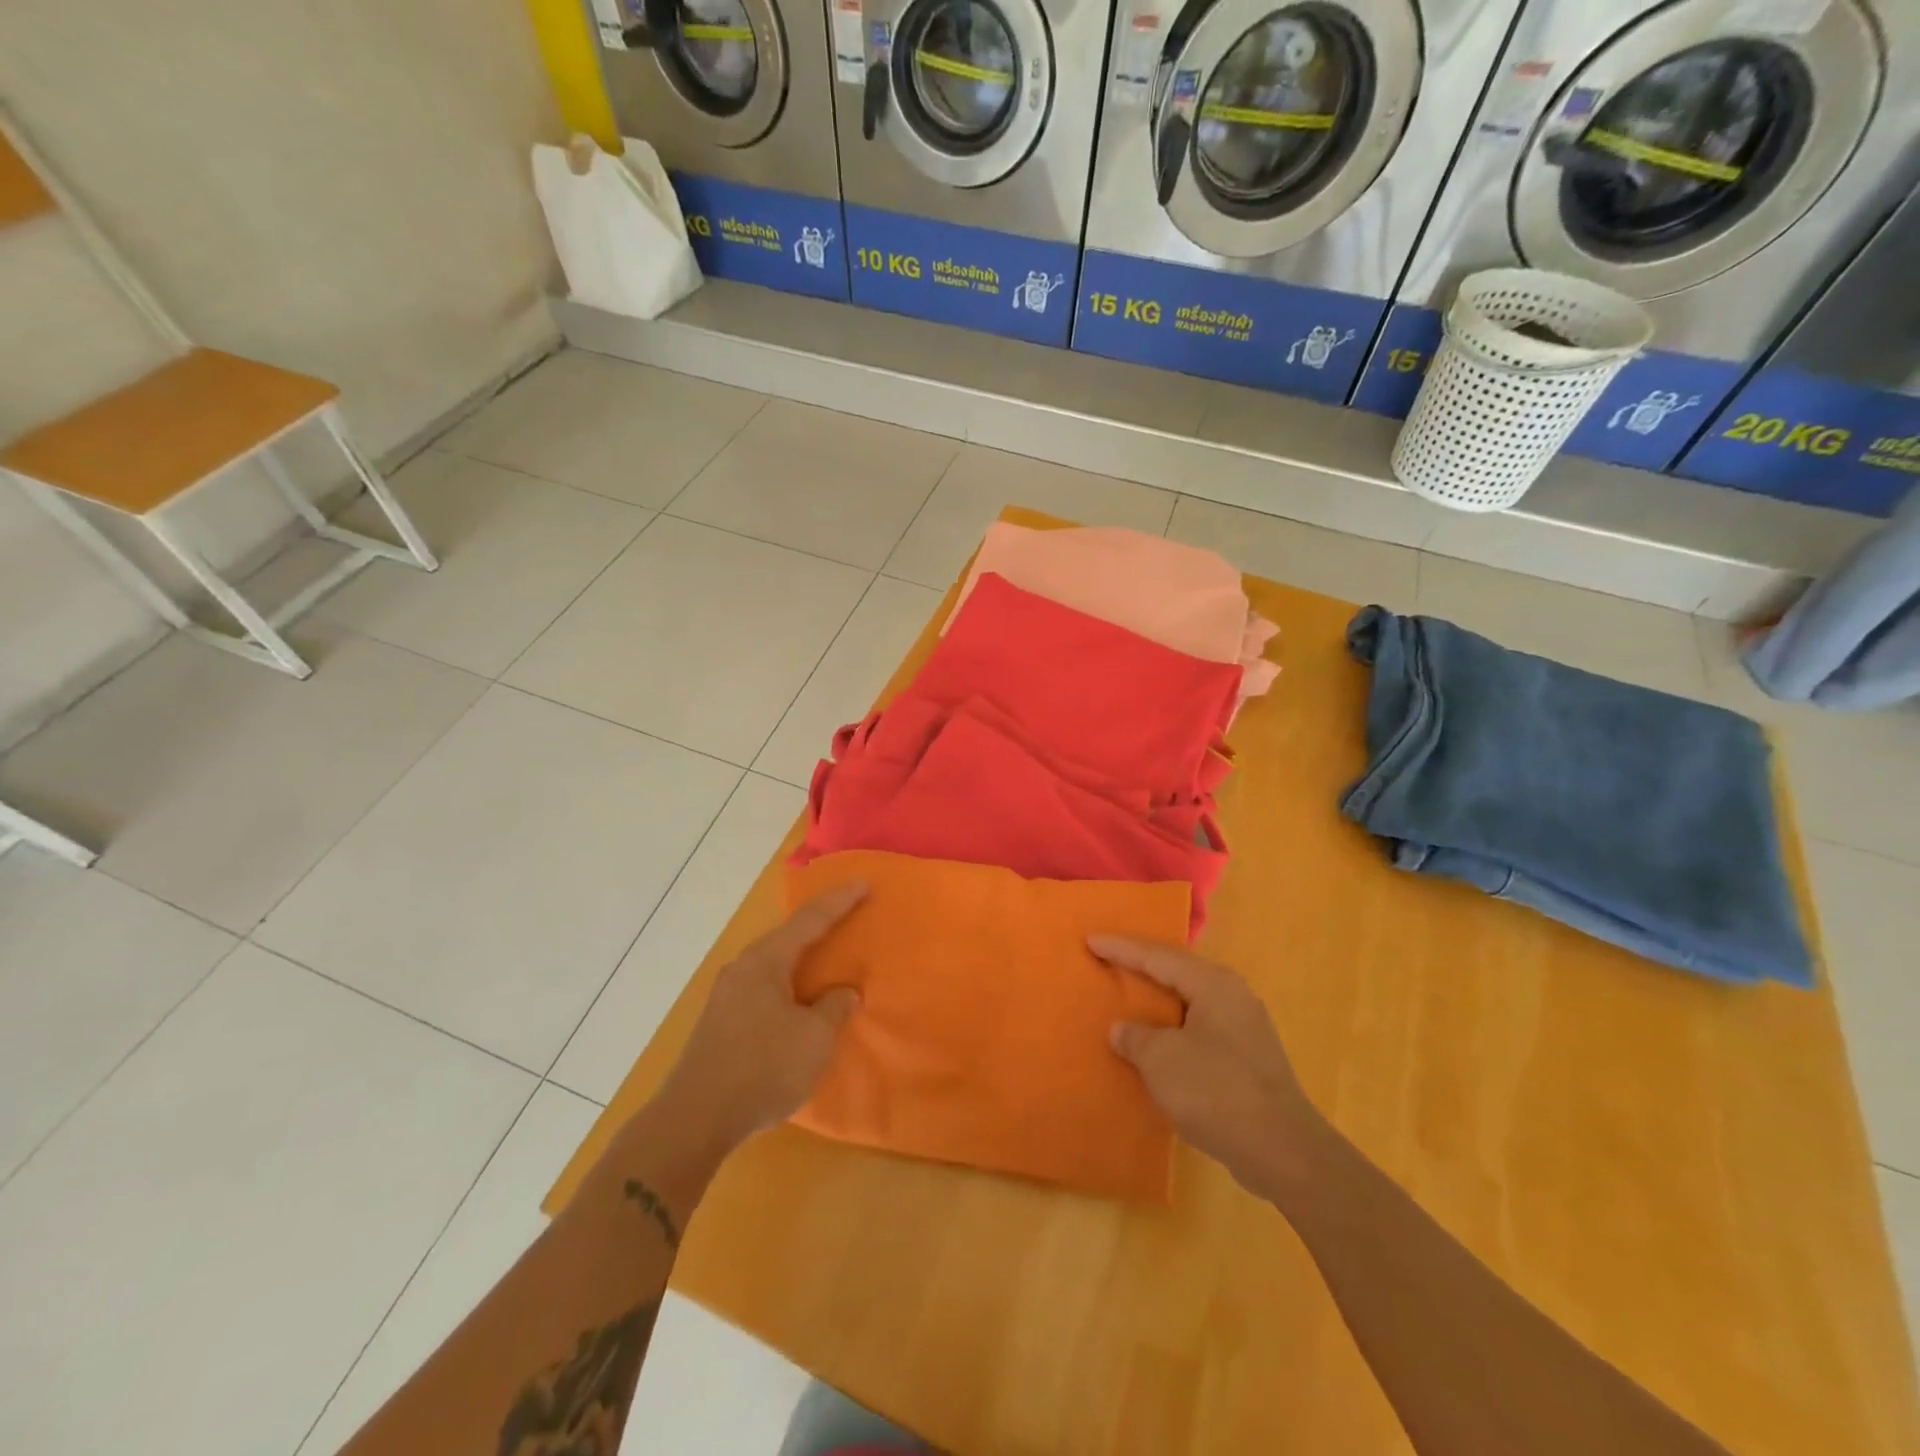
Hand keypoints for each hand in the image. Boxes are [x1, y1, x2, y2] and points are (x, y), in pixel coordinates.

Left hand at [654, 883, 867, 1155]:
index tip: (864, 883)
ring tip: (828, 963)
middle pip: (788, 939)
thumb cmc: (762, 1068)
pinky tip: (800, 1005)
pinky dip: (789, 988)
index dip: (840, 902)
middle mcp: (742, 970)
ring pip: (774, 967)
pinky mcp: (721, 1025)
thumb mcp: (814, 1038)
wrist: (694, 1121)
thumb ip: (834, 1008)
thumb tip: (844, 992)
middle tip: (848, 919)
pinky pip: (764, 991)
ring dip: (802, 963)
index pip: (810, 921)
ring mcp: (727, 997)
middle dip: (819, 929)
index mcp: (765, 961)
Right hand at [1093, 936, 1323, 1201]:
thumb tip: (1123, 1029)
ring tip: (1126, 999)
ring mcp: (1244, 1028)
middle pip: (1176, 973)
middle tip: (1107, 961)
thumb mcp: (1162, 1060)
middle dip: (1141, 969)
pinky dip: (1172, 1030)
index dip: (1120, 949)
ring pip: (1188, 1003)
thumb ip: (1136, 1036)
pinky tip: (1156, 1044)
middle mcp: (1232, 996)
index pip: (1157, 956)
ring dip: (1157, 1003)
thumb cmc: (1216, 1091)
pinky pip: (1198, 1029)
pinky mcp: (1247, 1059)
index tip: (1090, 939)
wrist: (1283, 1152)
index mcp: (1212, 984)